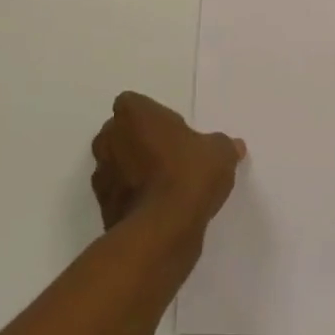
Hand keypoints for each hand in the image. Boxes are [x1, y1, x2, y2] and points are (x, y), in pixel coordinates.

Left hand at [91, 92, 244, 234]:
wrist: (162, 229)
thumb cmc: (188, 174)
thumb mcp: (219, 153)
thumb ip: (222, 145)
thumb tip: (234, 146)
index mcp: (133, 113)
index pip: (135, 105)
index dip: (153, 117)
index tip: (173, 132)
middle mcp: (108, 138)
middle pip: (121, 133)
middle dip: (139, 141)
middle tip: (169, 156)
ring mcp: (101, 173)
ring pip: (117, 164)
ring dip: (133, 170)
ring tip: (164, 186)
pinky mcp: (102, 206)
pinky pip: (118, 193)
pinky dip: (132, 198)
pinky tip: (157, 208)